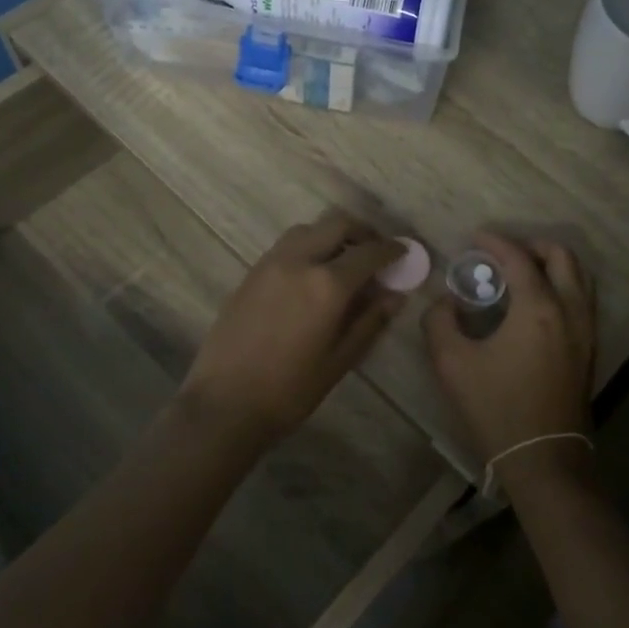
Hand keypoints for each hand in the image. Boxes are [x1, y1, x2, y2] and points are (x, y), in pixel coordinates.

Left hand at [179, 210, 405, 445]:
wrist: (225, 403)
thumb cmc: (290, 390)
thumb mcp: (340, 360)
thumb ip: (370, 321)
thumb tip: (396, 295)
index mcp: (327, 284)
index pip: (368, 252)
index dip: (391, 249)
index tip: (403, 253)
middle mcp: (298, 261)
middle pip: (336, 224)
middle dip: (362, 232)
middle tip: (375, 252)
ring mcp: (270, 263)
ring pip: (308, 229)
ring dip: (331, 236)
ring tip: (343, 262)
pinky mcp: (251, 273)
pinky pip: (286, 246)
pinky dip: (307, 247)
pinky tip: (311, 276)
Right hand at [423, 231, 596, 492]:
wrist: (543, 458)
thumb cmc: (496, 407)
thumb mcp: (452, 363)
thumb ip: (440, 321)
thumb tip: (446, 302)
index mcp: (538, 308)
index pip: (518, 258)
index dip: (495, 242)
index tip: (475, 239)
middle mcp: (570, 310)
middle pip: (562, 257)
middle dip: (532, 246)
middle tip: (502, 254)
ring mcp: (586, 331)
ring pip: (580, 277)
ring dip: (552, 264)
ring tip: (521, 274)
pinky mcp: (589, 349)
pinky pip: (582, 300)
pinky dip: (562, 286)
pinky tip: (536, 304)